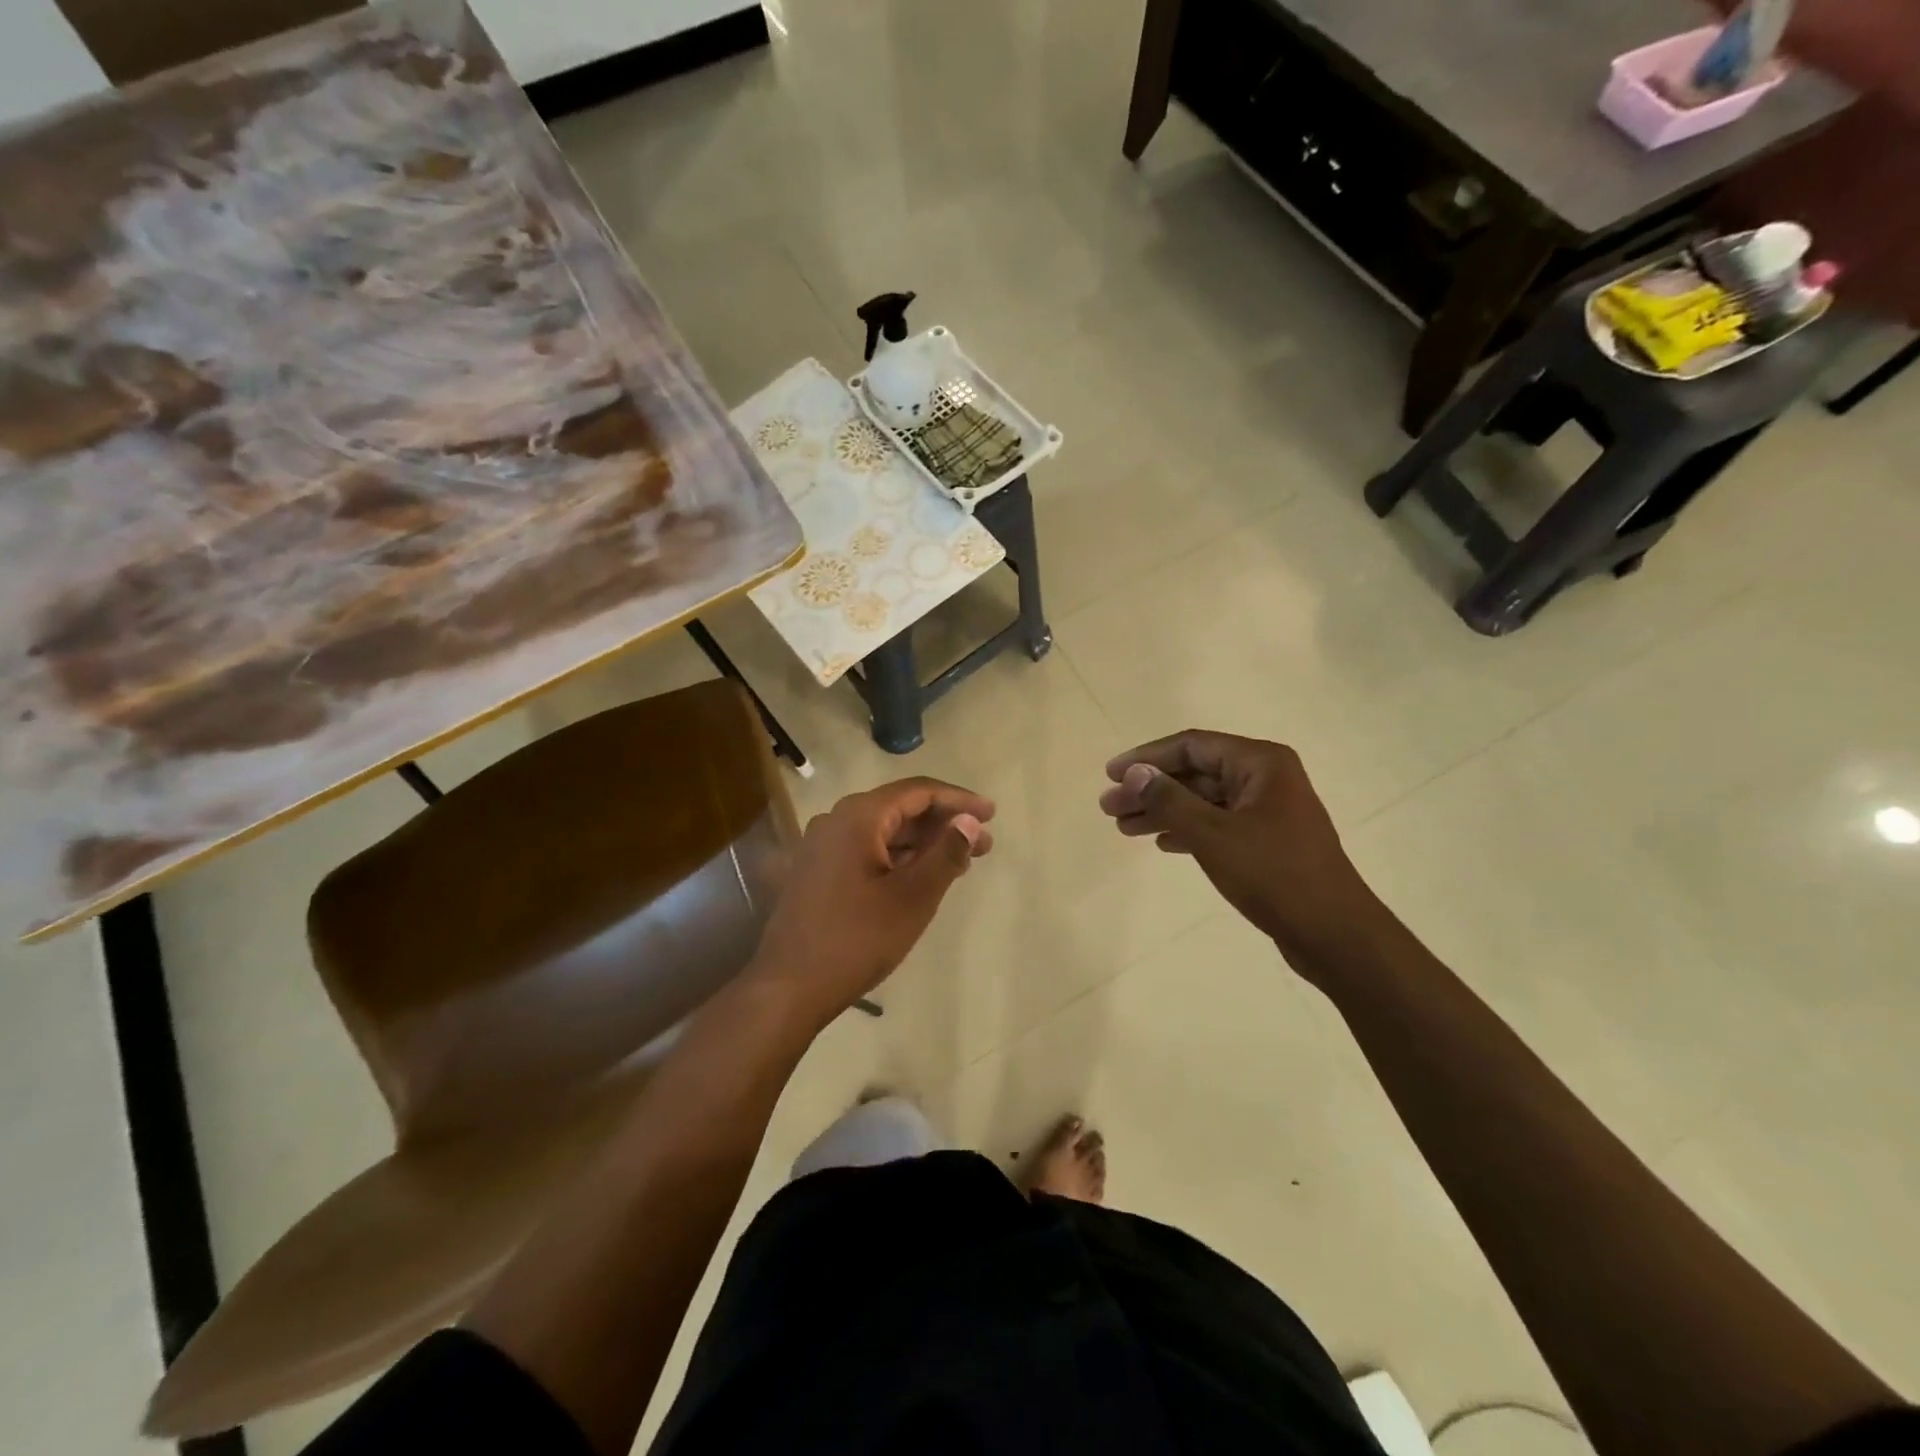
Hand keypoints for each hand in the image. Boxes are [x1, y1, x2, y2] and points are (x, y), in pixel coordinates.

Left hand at [751, 778, 994, 1022]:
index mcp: (858, 817)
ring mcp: (822, 847)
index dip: (959, 799)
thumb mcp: (913, 897)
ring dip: (923, 842)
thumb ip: (946, 853)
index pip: (918, 791)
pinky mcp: (818, 872)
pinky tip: (922, 876)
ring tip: (961, 862)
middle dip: (944, 823)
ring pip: (884, 831)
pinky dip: (899, 858)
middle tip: (984, 843)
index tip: (992, 814)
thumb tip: (969, 821)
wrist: (789, 987)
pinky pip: (867, 850)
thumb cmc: (857, 939)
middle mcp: (836, 821)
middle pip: (900, 808)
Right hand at [1099, 730, 1388, 974]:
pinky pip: (1218, 824)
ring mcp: (1268, 811)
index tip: (1110, 775)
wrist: (1334, 934)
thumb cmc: (1274, 874)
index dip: (1146, 758)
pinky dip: (1188, 830)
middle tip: (1109, 808)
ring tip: (1124, 828)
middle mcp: (1266, 778)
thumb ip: (1169, 800)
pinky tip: (1162, 844)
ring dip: (1164, 811)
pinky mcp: (1267, 841)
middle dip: (1150, 789)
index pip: (1191, 746)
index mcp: (1260, 763)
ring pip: (1204, 801)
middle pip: (1195, 773)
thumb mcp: (1212, 834)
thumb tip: (1133, 774)